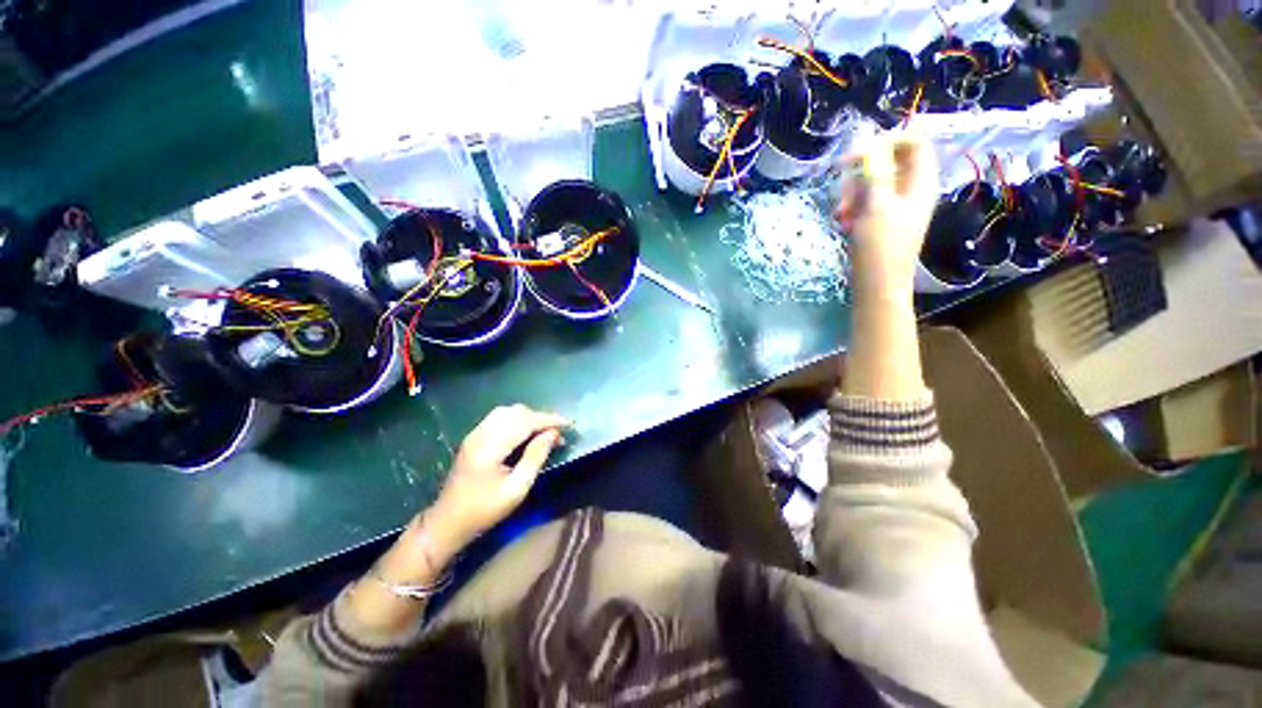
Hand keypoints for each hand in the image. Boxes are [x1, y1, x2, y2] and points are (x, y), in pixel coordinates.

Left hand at [427, 405, 568, 554]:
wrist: (446, 522)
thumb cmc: (484, 510)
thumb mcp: (516, 489)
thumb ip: (536, 457)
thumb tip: (553, 434)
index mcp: (491, 446)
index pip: (526, 421)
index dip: (550, 420)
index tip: (569, 425)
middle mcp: (481, 433)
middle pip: (517, 412)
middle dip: (541, 418)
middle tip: (558, 433)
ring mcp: (475, 434)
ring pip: (508, 412)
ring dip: (530, 417)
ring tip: (545, 432)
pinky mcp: (474, 438)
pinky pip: (500, 418)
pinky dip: (518, 420)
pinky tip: (526, 433)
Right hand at [835, 131, 939, 295]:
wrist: (877, 285)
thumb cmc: (880, 247)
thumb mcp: (876, 206)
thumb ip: (876, 172)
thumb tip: (872, 141)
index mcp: (920, 182)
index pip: (914, 142)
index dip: (887, 141)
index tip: (856, 155)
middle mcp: (911, 189)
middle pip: (888, 162)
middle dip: (862, 174)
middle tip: (844, 192)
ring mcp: (895, 205)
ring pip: (872, 183)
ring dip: (852, 194)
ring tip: (841, 214)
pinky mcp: (880, 219)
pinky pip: (866, 201)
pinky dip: (852, 208)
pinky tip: (843, 222)